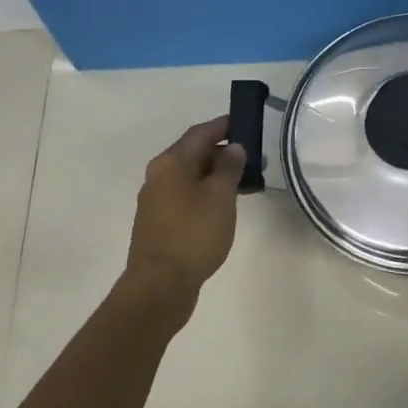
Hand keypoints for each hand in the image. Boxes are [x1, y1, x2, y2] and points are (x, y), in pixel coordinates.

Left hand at [124, 116, 246, 302]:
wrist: (160, 285)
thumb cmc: (193, 234)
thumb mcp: (219, 197)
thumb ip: (228, 167)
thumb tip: (233, 148)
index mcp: (171, 163)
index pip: (199, 134)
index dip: (222, 126)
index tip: (243, 122)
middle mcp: (158, 176)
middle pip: (193, 155)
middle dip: (221, 154)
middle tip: (251, 160)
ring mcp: (155, 201)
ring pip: (190, 178)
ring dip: (215, 177)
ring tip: (243, 185)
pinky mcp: (159, 223)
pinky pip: (186, 197)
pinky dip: (205, 195)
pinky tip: (223, 208)